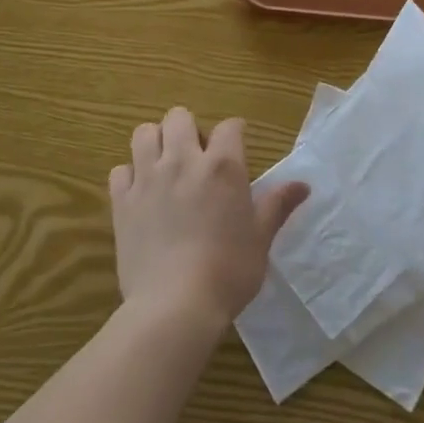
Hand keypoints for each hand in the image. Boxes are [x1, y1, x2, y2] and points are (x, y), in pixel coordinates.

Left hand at [110, 107, 309, 331]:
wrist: (175, 306)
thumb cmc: (228, 271)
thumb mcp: (261, 238)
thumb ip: (277, 205)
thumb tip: (303, 184)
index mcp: (222, 166)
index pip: (230, 126)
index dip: (235, 133)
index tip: (237, 147)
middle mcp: (183, 161)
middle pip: (179, 116)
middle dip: (189, 128)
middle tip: (197, 157)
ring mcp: (148, 178)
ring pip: (145, 133)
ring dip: (156, 142)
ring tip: (165, 165)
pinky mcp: (122, 201)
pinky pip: (120, 170)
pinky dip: (130, 175)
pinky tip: (141, 194)